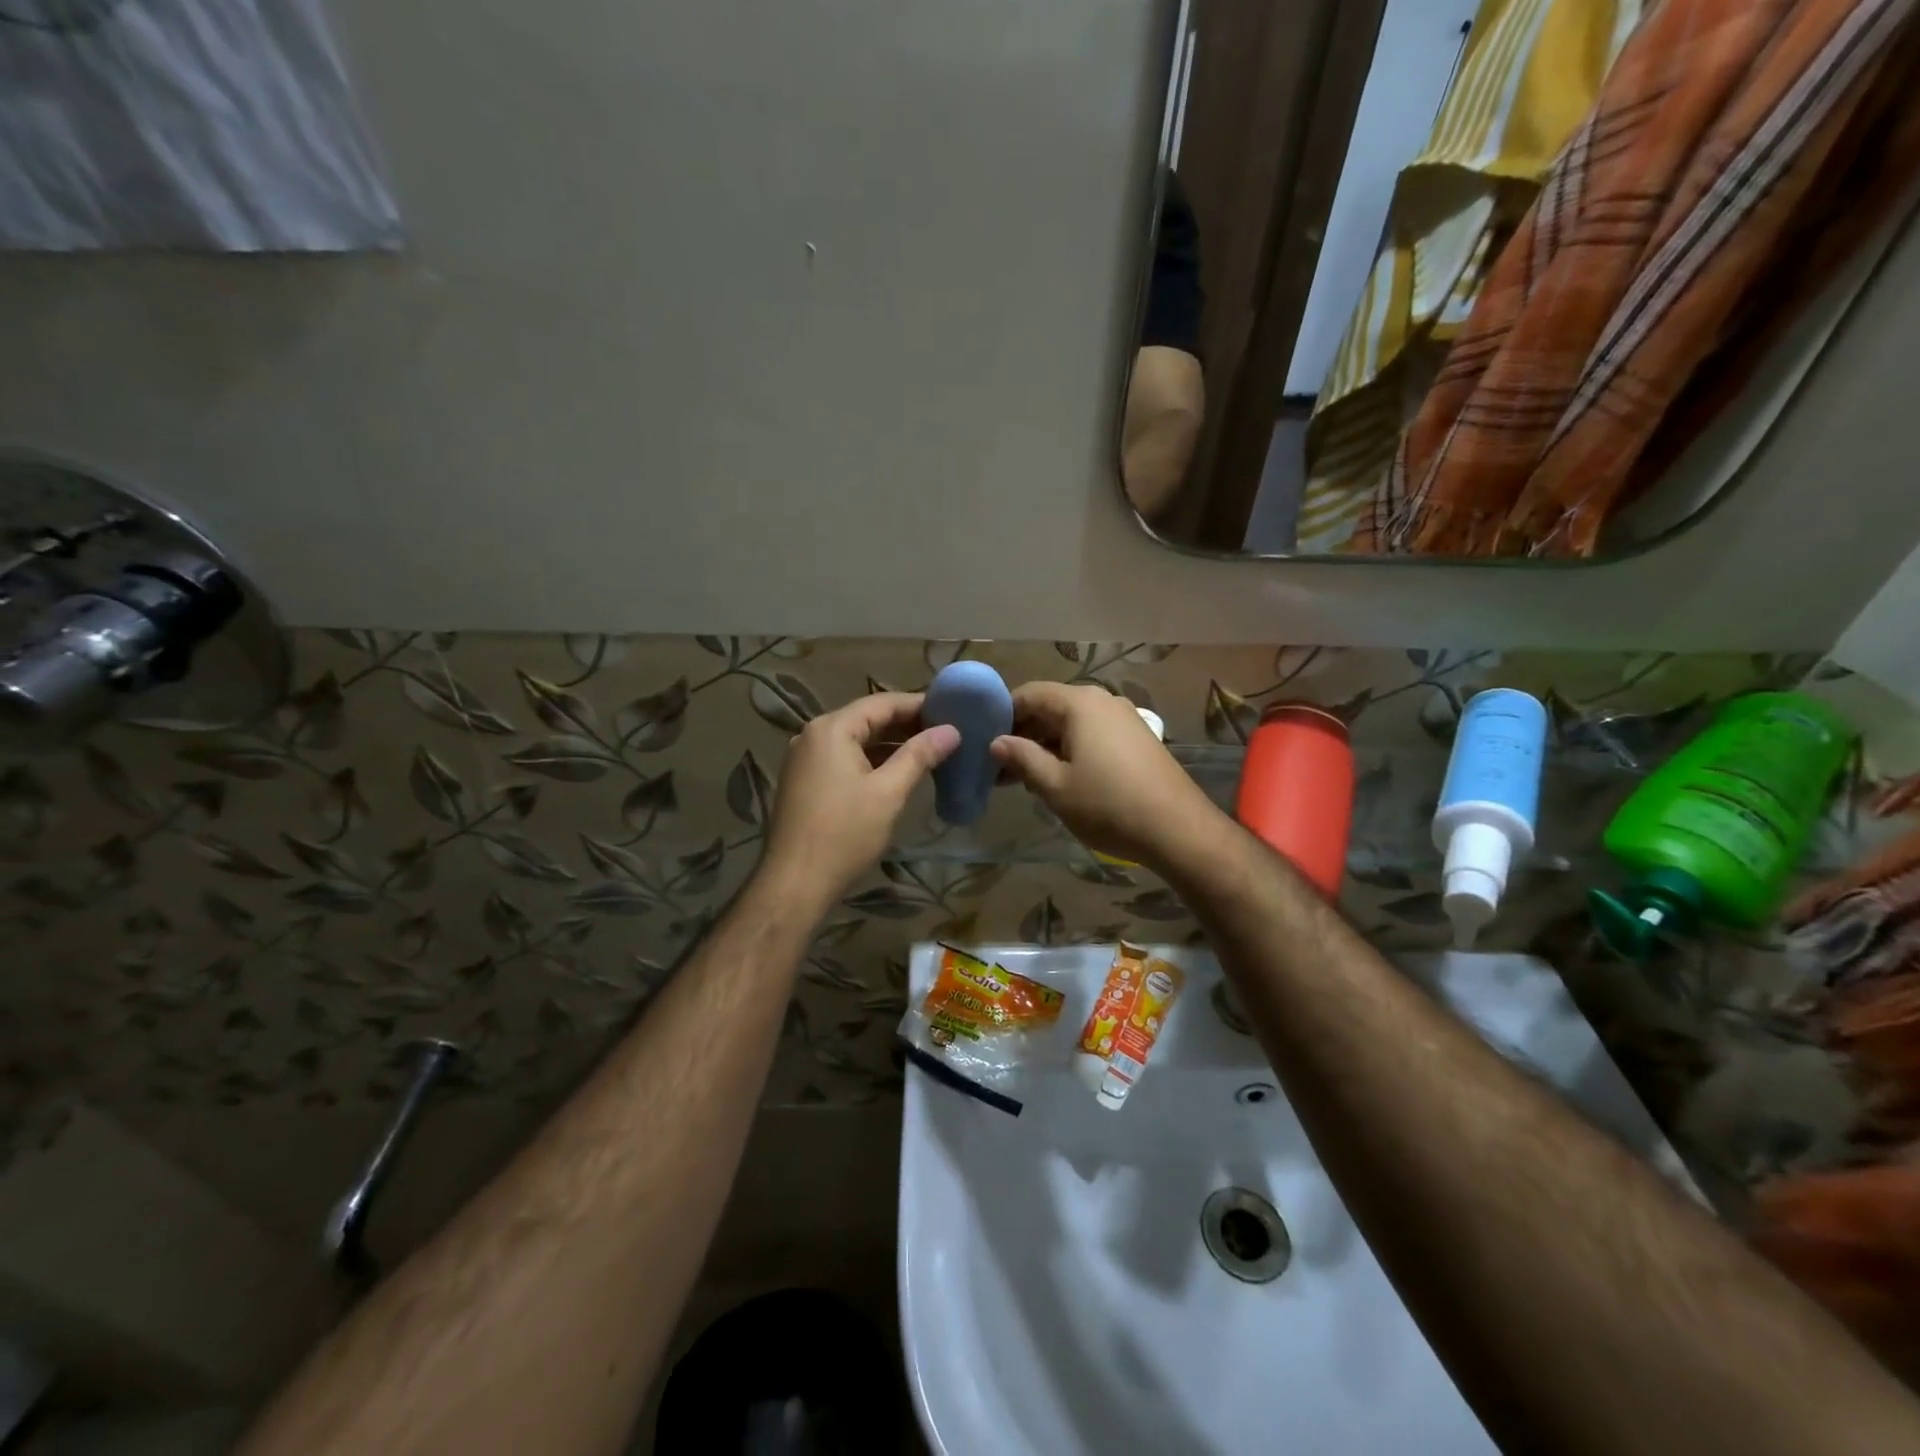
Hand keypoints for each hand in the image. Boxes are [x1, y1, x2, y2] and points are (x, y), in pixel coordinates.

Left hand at [761, 692, 959, 910]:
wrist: (795, 884)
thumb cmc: (844, 834)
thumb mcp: (888, 792)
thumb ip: (920, 755)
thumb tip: (951, 731)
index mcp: (832, 729)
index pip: (882, 703)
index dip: (919, 705)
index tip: (953, 711)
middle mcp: (813, 735)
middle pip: (867, 719)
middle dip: (906, 725)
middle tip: (946, 733)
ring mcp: (804, 759)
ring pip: (855, 741)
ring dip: (890, 745)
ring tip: (930, 751)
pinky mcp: (804, 782)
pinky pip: (843, 759)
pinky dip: (871, 761)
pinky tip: (897, 772)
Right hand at [990, 682, 1220, 870]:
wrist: (1178, 829)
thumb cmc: (1108, 805)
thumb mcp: (1055, 786)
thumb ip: (1022, 758)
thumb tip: (997, 742)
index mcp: (1079, 703)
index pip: (1028, 694)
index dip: (1002, 715)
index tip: (983, 742)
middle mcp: (1102, 700)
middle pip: (1050, 706)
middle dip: (1023, 733)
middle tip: (1000, 767)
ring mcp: (1123, 718)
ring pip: (1071, 722)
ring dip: (1045, 744)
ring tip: (1025, 778)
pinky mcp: (1136, 737)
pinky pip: (1092, 733)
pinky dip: (1070, 749)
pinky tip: (1060, 778)